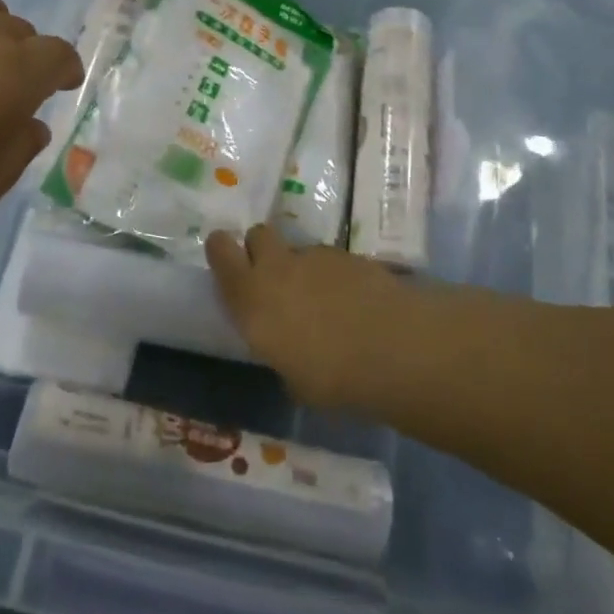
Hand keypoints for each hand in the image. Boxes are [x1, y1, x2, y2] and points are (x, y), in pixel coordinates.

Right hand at [204, 226, 418, 409]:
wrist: (393, 348)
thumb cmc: (331, 378)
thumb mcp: (293, 379)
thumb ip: (281, 354)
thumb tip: (288, 353)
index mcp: (251, 296)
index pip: (221, 251)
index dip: (222, 251)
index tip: (229, 263)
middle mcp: (278, 267)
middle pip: (258, 234)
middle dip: (262, 249)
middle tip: (275, 278)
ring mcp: (316, 257)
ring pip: (298, 249)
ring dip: (304, 269)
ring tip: (325, 302)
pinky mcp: (351, 255)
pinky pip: (332, 260)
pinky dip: (337, 276)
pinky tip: (356, 303)